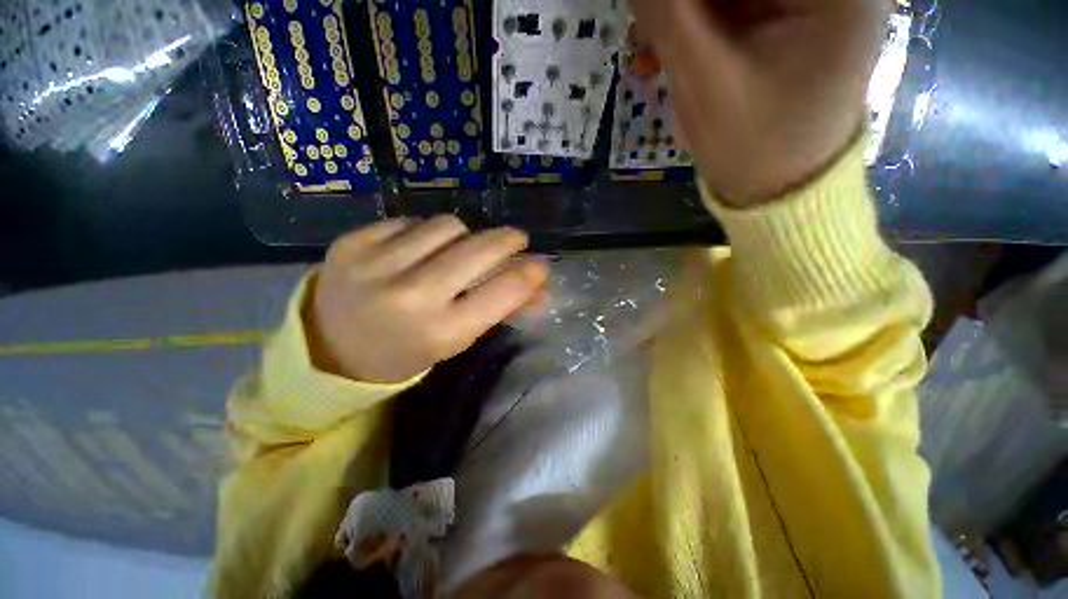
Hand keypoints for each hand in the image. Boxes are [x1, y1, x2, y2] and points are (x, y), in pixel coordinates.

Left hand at [307, 216, 547, 383]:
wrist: (331, 349)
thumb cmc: (407, 350)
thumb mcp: (457, 339)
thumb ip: (500, 310)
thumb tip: (541, 290)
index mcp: (440, 331)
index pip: (501, 292)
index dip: (527, 274)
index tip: (540, 264)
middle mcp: (411, 296)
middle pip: (477, 247)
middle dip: (507, 240)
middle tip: (516, 240)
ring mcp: (376, 264)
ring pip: (447, 226)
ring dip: (463, 236)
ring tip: (457, 251)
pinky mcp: (351, 242)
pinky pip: (411, 221)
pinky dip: (425, 233)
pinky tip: (418, 250)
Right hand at [632, 0, 886, 205]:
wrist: (778, 196)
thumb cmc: (754, 148)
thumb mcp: (705, 82)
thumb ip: (669, 15)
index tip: (657, 14)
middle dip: (684, 8)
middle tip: (646, 39)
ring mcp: (813, 7)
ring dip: (682, 20)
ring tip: (651, 60)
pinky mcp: (791, 26)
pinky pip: (733, 13)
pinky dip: (696, 32)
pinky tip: (670, 60)